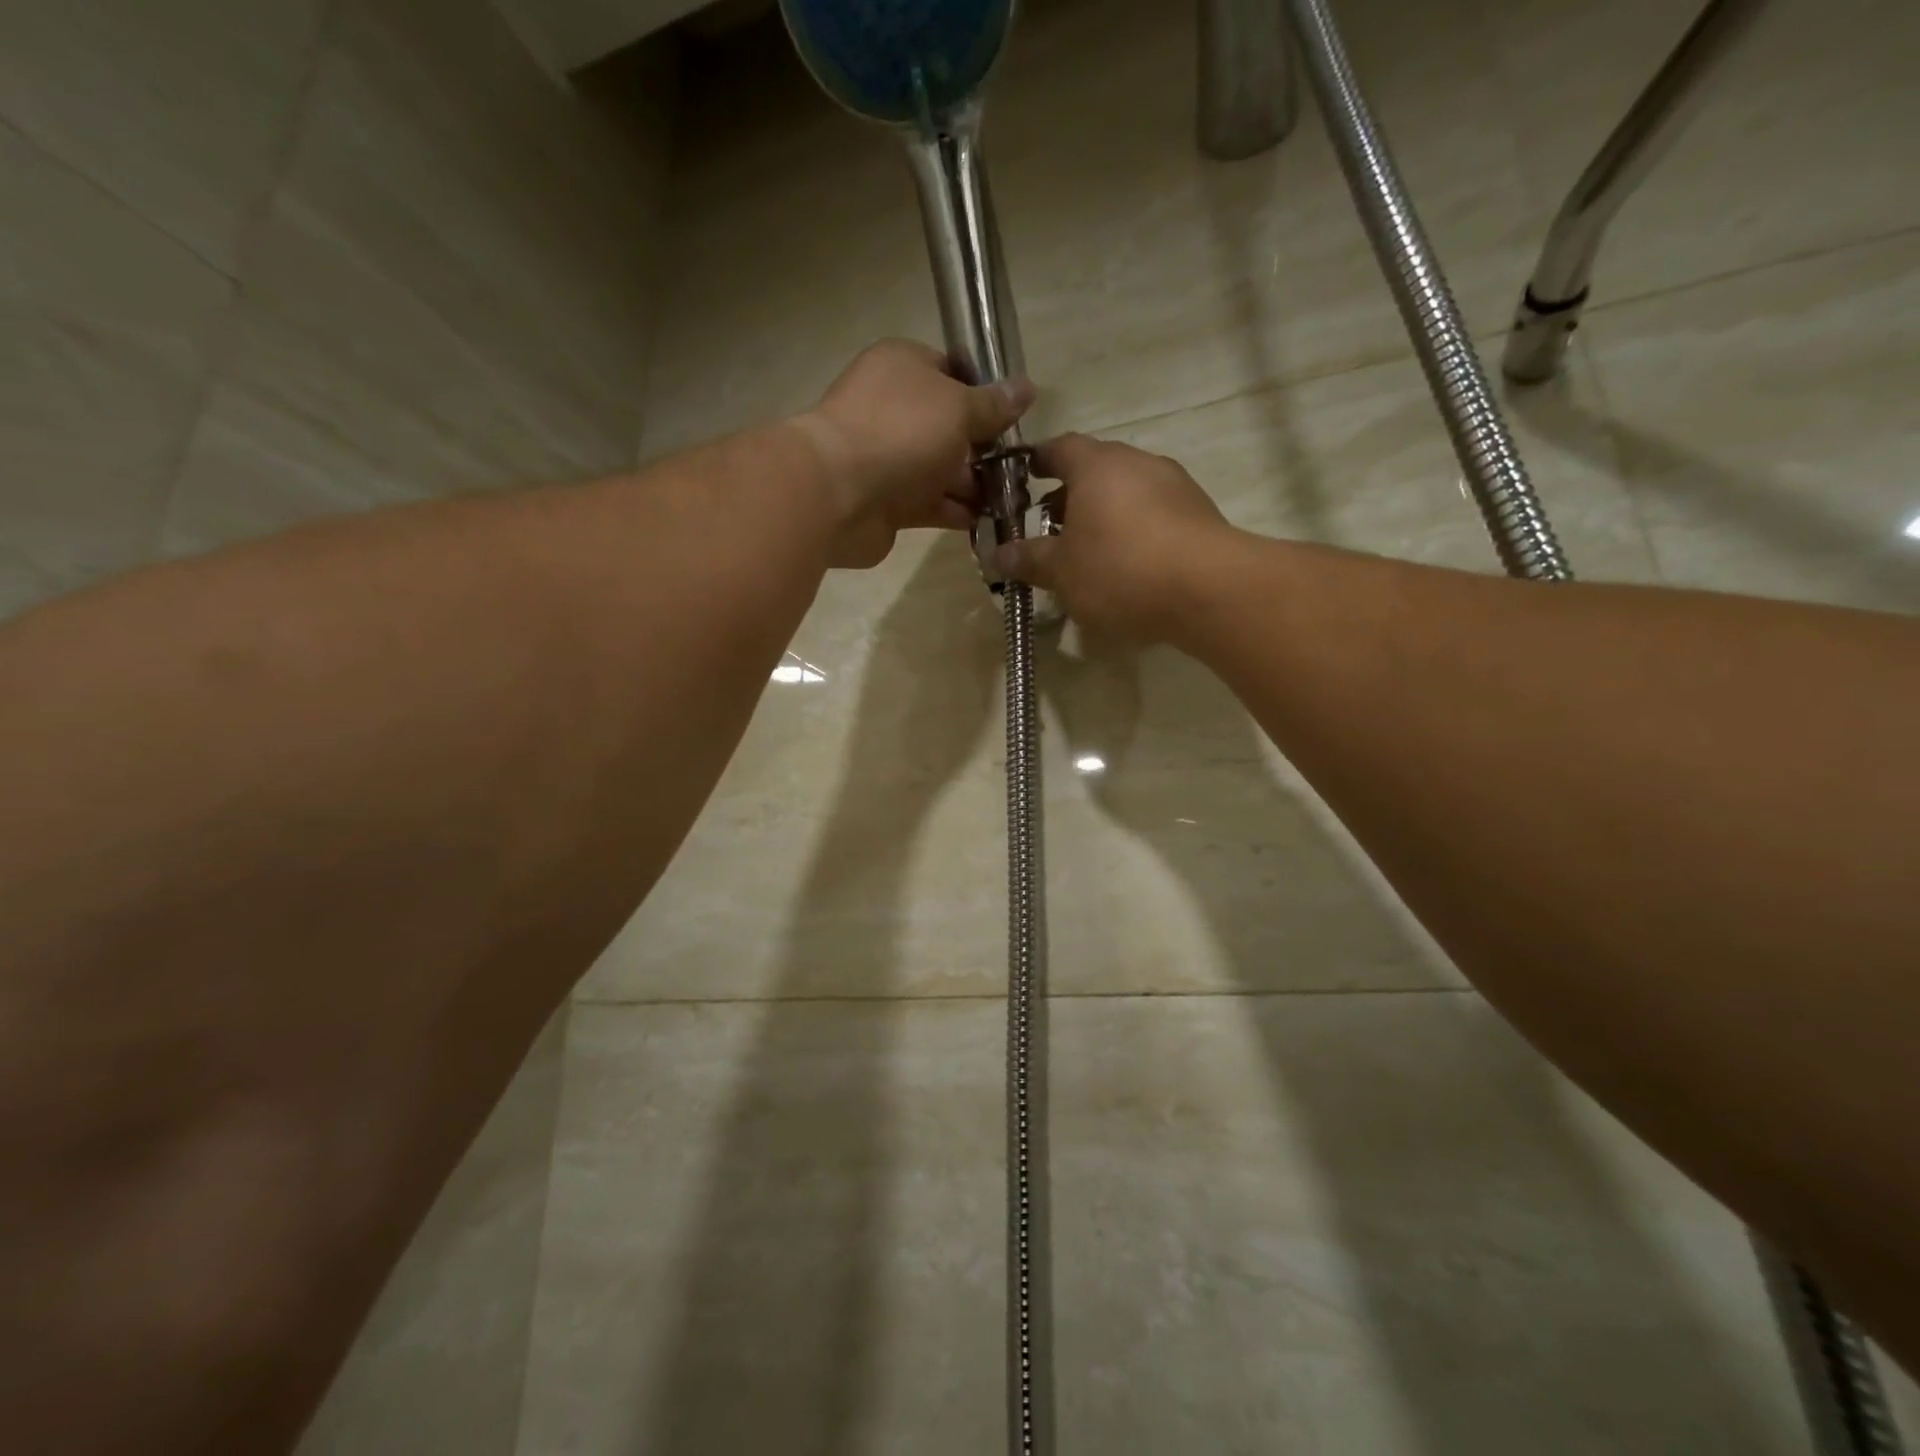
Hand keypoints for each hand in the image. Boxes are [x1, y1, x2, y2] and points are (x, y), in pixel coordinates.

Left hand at [789, 339, 1034, 568]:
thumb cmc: (900, 432)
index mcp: (904, 368)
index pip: (951, 372)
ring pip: (942, 469)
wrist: (837, 494)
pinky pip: (932, 504)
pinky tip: (990, 522)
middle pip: (950, 427)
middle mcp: (894, 410)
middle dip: (985, 448)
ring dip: (976, 485)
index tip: (1016, 419)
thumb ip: (994, 405)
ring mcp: (889, 458)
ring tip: (1014, 500)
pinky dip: (958, 512)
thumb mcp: (958, 408)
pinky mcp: (888, 502)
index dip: (985, 394)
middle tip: (1022, 468)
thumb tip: (1028, 388)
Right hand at [996, 434, 1232, 642]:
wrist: (1209, 589)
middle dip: (1069, 496)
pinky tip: (1127, 567)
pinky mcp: (1199, 514)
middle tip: (1049, 528)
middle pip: (1095, 470)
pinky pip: (1154, 515)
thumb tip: (999, 554)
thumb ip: (1029, 559)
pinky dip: (1134, 532)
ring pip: (1127, 493)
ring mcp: (1174, 485)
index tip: (1021, 478)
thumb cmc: (1120, 570)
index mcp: (1097, 465)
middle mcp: (1137, 463)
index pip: (1059, 448)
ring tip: (1088, 553)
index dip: (1037, 462)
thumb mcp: (1062, 571)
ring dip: (1104, 516)